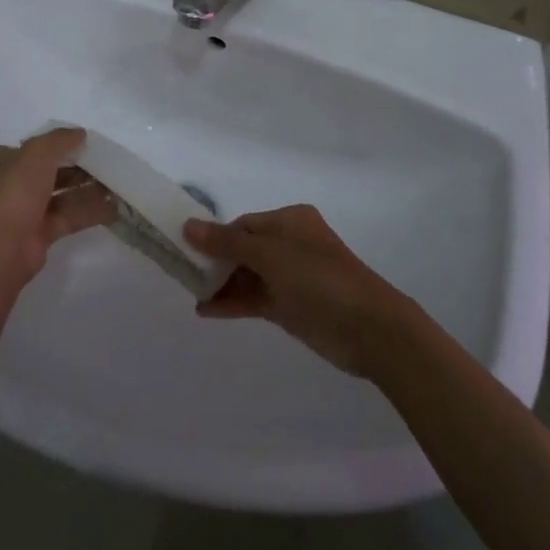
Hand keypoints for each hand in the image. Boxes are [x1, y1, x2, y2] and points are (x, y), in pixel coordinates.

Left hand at [0, 128, 118, 285]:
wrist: (2, 245)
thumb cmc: (15, 189)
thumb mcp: (38, 152)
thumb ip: (61, 139)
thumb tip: (80, 133)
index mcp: (1, 161)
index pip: (33, 148)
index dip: (58, 144)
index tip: (85, 142)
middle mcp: (12, 184)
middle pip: (51, 171)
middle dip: (78, 168)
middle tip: (106, 163)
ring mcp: (26, 211)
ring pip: (62, 196)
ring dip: (87, 190)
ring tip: (116, 184)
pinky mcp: (40, 234)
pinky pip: (69, 217)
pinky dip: (89, 212)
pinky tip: (113, 207)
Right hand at [184, 205, 419, 377]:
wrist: (368, 328)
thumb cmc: (319, 278)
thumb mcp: (270, 254)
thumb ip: (227, 243)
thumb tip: (189, 225)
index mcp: (290, 221)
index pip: (243, 224)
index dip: (215, 236)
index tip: (185, 249)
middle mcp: (290, 244)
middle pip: (243, 249)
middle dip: (214, 260)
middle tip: (181, 272)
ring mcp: (291, 278)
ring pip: (247, 275)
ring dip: (221, 283)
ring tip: (189, 292)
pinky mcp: (291, 307)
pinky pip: (255, 299)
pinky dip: (232, 303)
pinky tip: (205, 310)